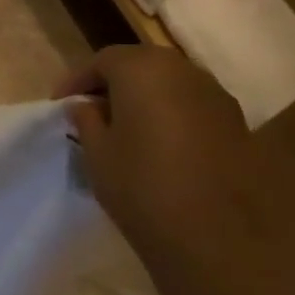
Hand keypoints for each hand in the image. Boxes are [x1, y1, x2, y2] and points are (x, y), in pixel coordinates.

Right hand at [54, 45, 294, 278]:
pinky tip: (155, 143)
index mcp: (144, 71)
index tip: (60, 105)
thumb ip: (87, 121)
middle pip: (140, 64)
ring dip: (142, 97)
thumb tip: (85, 106)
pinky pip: (191, 105)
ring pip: (169, 83)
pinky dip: (168, 113)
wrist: (214, 234)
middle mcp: (185, 72)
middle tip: (88, 111)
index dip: (78, 80)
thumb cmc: (141, 185)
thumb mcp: (96, 153)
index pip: (103, 59)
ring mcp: (216, 96)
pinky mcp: (235, 123)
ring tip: (120, 127)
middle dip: (111, 83)